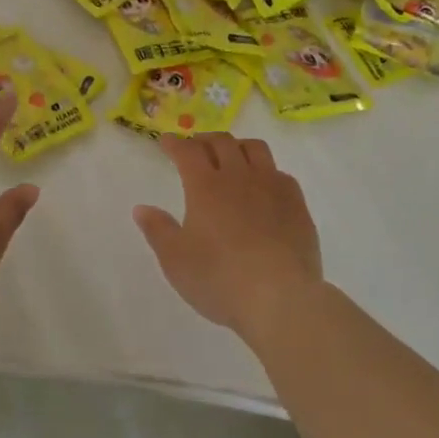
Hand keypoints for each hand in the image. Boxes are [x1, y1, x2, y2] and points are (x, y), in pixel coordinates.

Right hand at [133, 133, 322, 344]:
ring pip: (255, 149)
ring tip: (231, 157)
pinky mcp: (296, 203)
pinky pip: (280, 173)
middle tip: (195, 147)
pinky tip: (264, 186)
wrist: (280, 297)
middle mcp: (239, 176)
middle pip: (222, 142)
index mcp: (205, 186)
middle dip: (204, 140)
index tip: (166, 141)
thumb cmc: (219, 279)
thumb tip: (141, 208)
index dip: (175, 143)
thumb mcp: (176, 260)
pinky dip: (266, 171)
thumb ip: (158, 230)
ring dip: (238, 146)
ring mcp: (272, 187)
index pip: (187, 151)